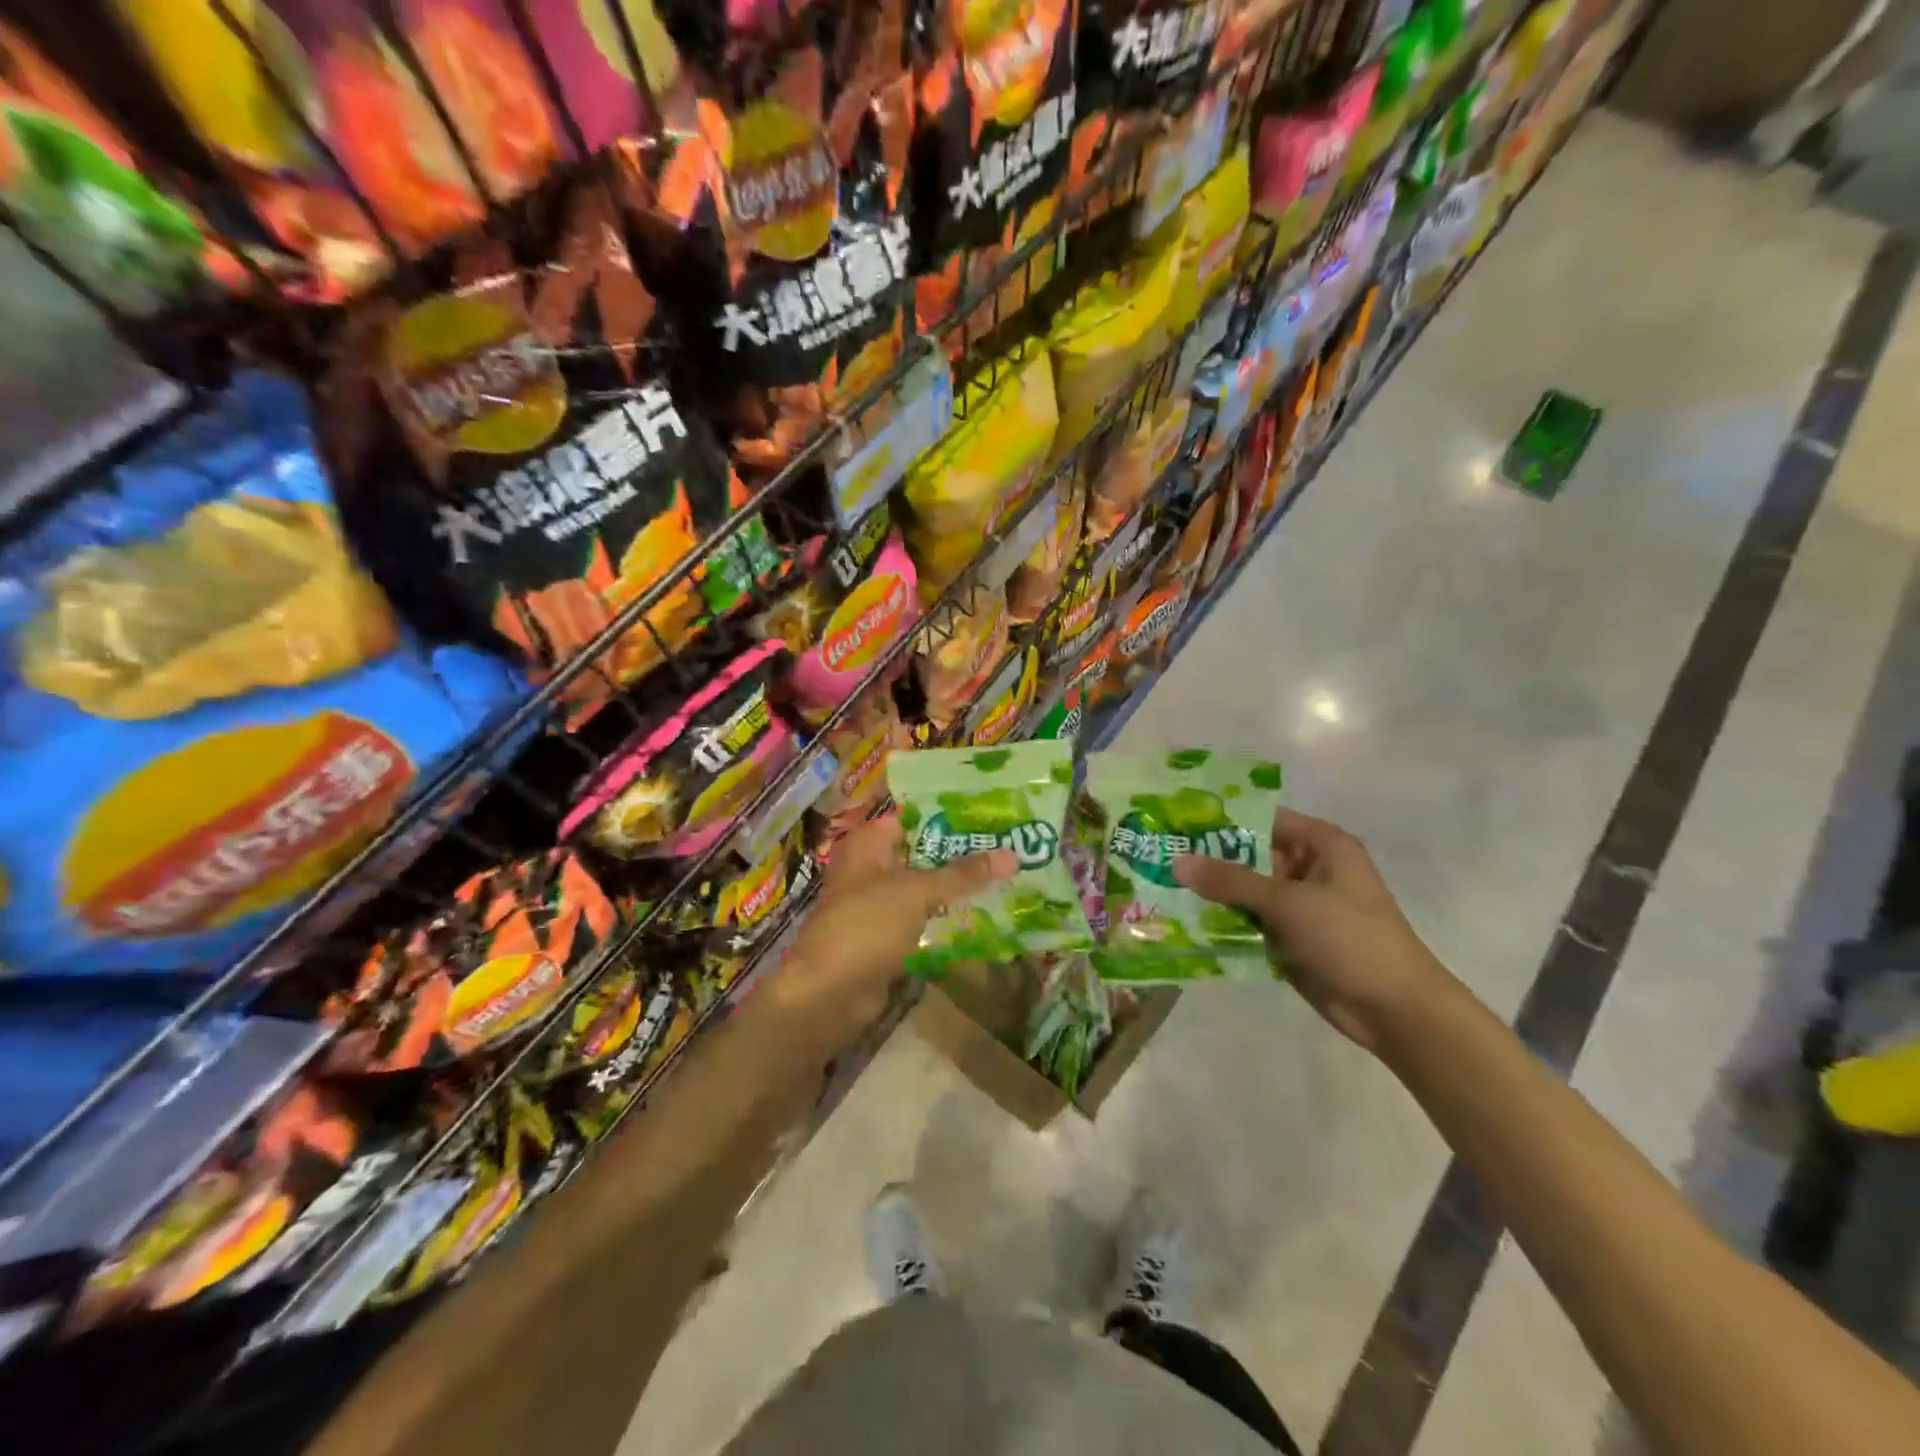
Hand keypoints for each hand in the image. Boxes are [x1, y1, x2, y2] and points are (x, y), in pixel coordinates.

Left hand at [770, 813, 1014, 1049]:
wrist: (830, 994)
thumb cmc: (866, 926)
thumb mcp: (917, 892)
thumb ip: (962, 874)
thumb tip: (1012, 856)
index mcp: (868, 845)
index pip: (913, 817)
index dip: (949, 816)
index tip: (990, 815)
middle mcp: (871, 868)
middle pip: (921, 853)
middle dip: (960, 852)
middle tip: (1007, 845)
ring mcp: (878, 904)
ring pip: (924, 887)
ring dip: (956, 887)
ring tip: (1004, 876)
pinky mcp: (887, 937)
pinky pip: (923, 918)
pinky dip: (946, 917)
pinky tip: (983, 913)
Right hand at [1175, 809, 1454, 1051]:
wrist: (1394, 1009)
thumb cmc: (1349, 937)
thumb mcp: (1287, 902)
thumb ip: (1231, 881)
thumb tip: (1176, 862)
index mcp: (1322, 845)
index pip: (1263, 819)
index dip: (1222, 820)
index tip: (1177, 821)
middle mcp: (1309, 868)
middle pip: (1250, 855)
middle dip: (1209, 858)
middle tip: (1159, 854)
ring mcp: (1300, 905)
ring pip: (1247, 890)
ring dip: (1213, 892)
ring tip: (1161, 884)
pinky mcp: (1291, 937)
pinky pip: (1250, 920)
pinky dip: (1224, 921)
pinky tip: (1184, 919)